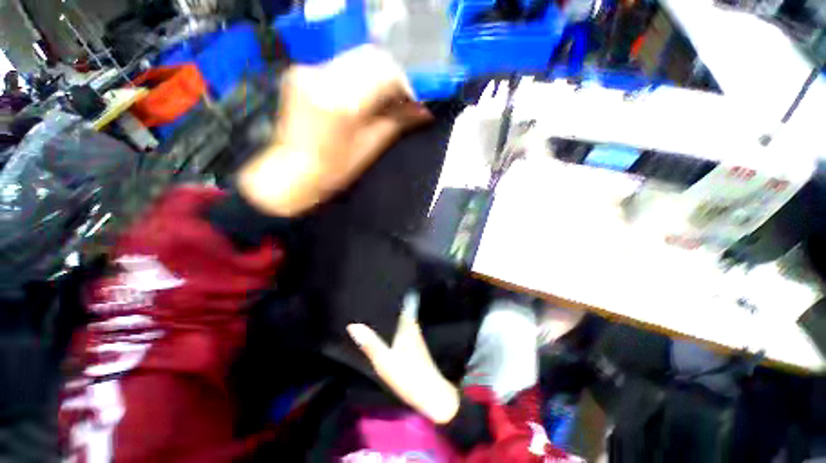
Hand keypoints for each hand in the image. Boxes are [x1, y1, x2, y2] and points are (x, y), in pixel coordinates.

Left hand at [239, 45, 431, 216]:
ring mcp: (308, 70)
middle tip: (400, 98)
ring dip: (375, 74)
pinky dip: (356, 75)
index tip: (413, 100)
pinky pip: (339, 64)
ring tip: (381, 98)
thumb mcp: (371, 147)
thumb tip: (424, 111)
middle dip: (392, 75)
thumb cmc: (335, 169)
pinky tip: (359, 95)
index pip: (385, 72)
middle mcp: (323, 77)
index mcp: (343, 103)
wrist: (293, 171)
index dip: (405, 84)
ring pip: (355, 57)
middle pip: (371, 56)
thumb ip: (398, 122)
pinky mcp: (300, 71)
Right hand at [347, 292, 459, 424]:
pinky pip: (403, 328)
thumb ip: (370, 343)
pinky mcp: (414, 346)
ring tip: (378, 307)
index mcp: (407, 325)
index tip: (386, 285)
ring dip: (392, 313)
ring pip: (402, 318)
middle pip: (402, 309)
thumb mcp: (385, 361)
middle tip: (376, 295)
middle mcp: (412, 327)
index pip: (405, 302)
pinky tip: (387, 327)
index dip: (397, 293)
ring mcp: (414, 336)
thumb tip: (353, 325)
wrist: (431, 395)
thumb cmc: (408, 375)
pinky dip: (395, 324)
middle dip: (391, 302)